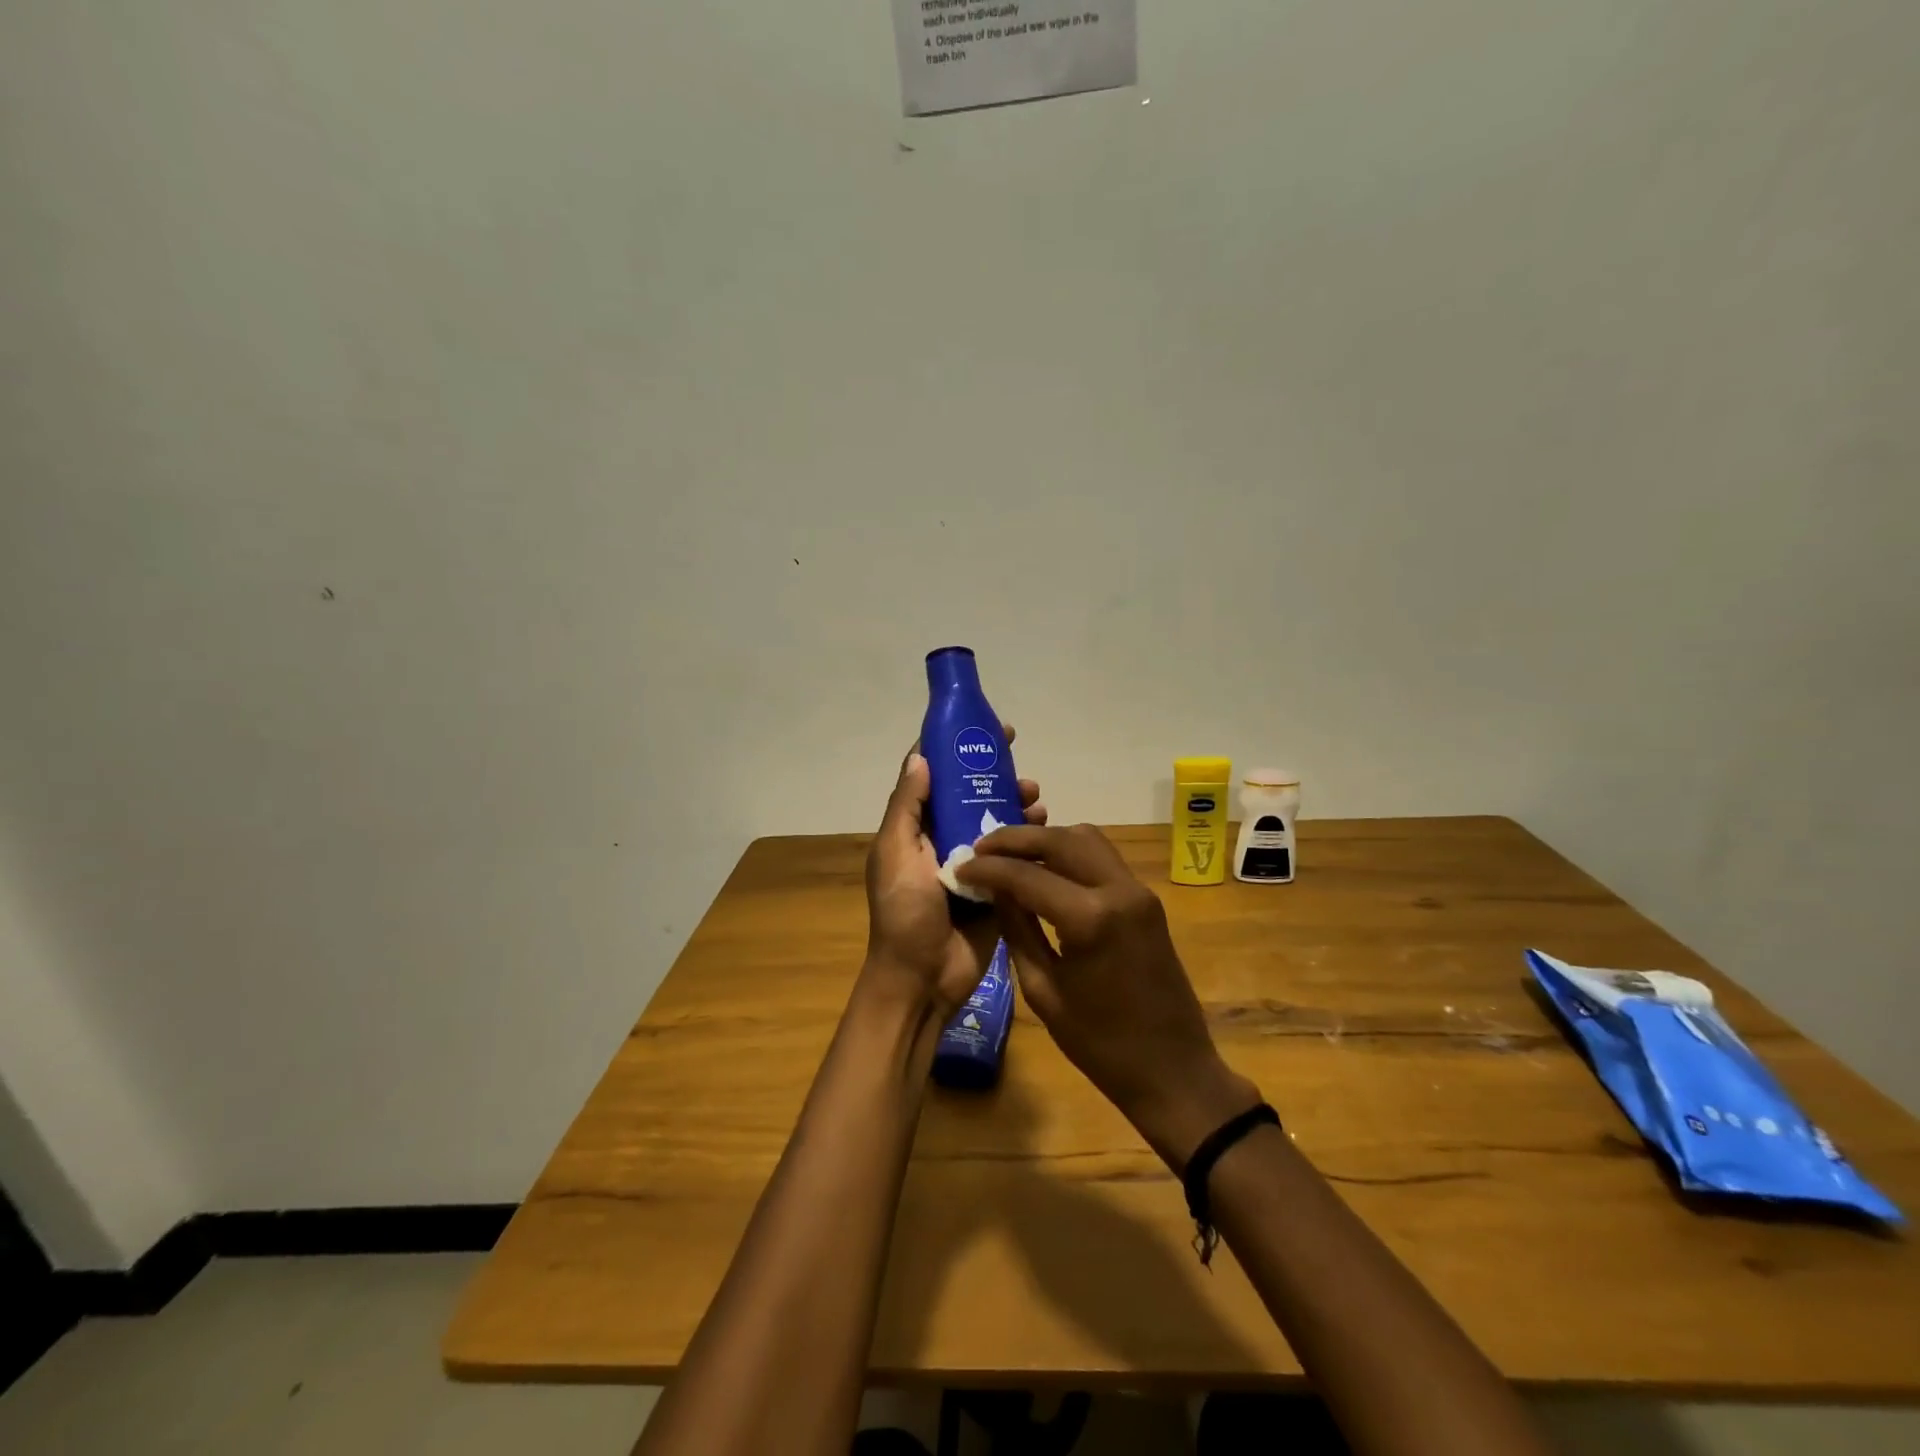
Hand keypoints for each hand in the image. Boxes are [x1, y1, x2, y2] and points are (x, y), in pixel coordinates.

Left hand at [862, 729, 1045, 1017]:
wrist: (923, 979)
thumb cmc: (904, 913)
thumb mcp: (896, 854)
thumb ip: (908, 807)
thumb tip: (921, 756)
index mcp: (912, 829)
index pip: (931, 776)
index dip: (952, 748)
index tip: (980, 726)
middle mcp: (940, 838)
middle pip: (967, 793)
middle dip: (991, 772)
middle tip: (1018, 755)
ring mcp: (970, 862)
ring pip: (994, 819)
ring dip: (1013, 800)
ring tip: (1035, 794)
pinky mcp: (995, 885)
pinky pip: (1013, 852)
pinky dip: (1028, 835)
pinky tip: (1044, 824)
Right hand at [954, 824, 1259, 1166]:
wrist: (1173, 1070)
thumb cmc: (1101, 1044)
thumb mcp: (1043, 990)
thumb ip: (1017, 930)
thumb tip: (993, 890)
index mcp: (1091, 919)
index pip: (1027, 874)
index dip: (987, 868)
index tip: (959, 868)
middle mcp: (1119, 890)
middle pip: (1060, 839)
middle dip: (1015, 839)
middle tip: (980, 850)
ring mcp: (1138, 890)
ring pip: (1085, 838)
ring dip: (1045, 839)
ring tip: (1010, 857)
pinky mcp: (1146, 898)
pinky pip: (1102, 857)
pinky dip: (1070, 853)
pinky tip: (1045, 870)